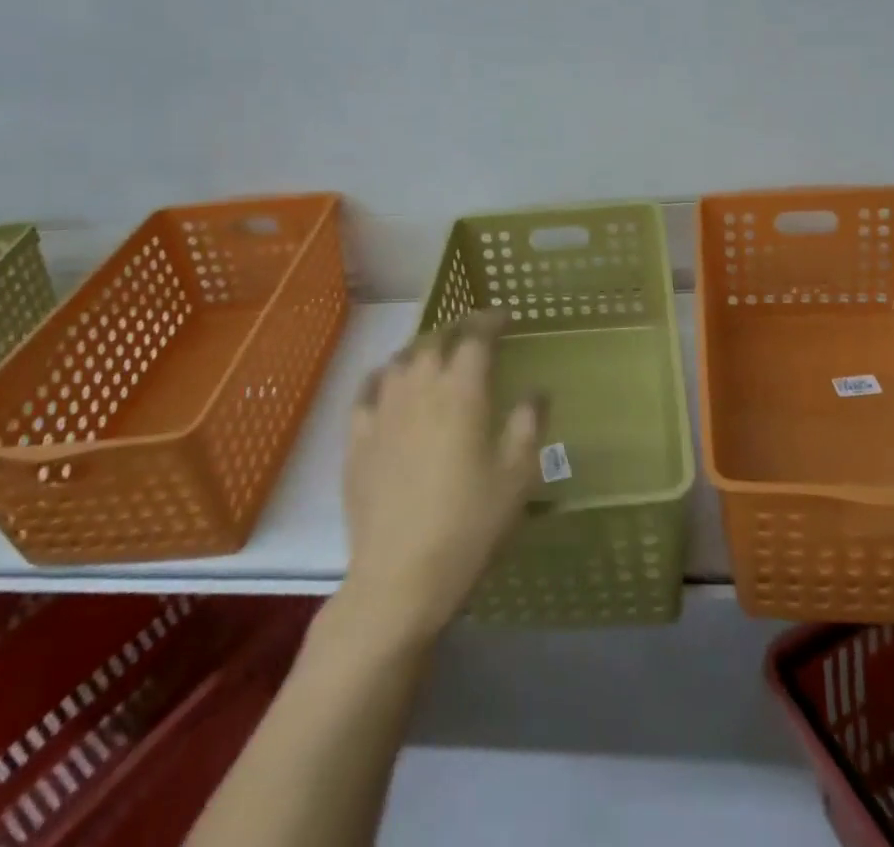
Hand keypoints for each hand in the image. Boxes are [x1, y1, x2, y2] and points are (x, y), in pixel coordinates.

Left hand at [340, 312, 542, 644]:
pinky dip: (382, 375)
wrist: (400, 576)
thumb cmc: (469, 525)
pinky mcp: (357, 438)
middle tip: (473, 333)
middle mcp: (419, 387)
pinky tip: (387, 382)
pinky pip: (367, 390)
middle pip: (434, 340)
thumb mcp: (516, 477)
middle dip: (456, 328)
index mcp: (461, 391)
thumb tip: (537, 391)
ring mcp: (382, 410)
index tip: (504, 317)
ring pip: (400, 359)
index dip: (490, 320)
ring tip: (434, 354)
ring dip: (421, 348)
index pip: (475, 337)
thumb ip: (528, 425)